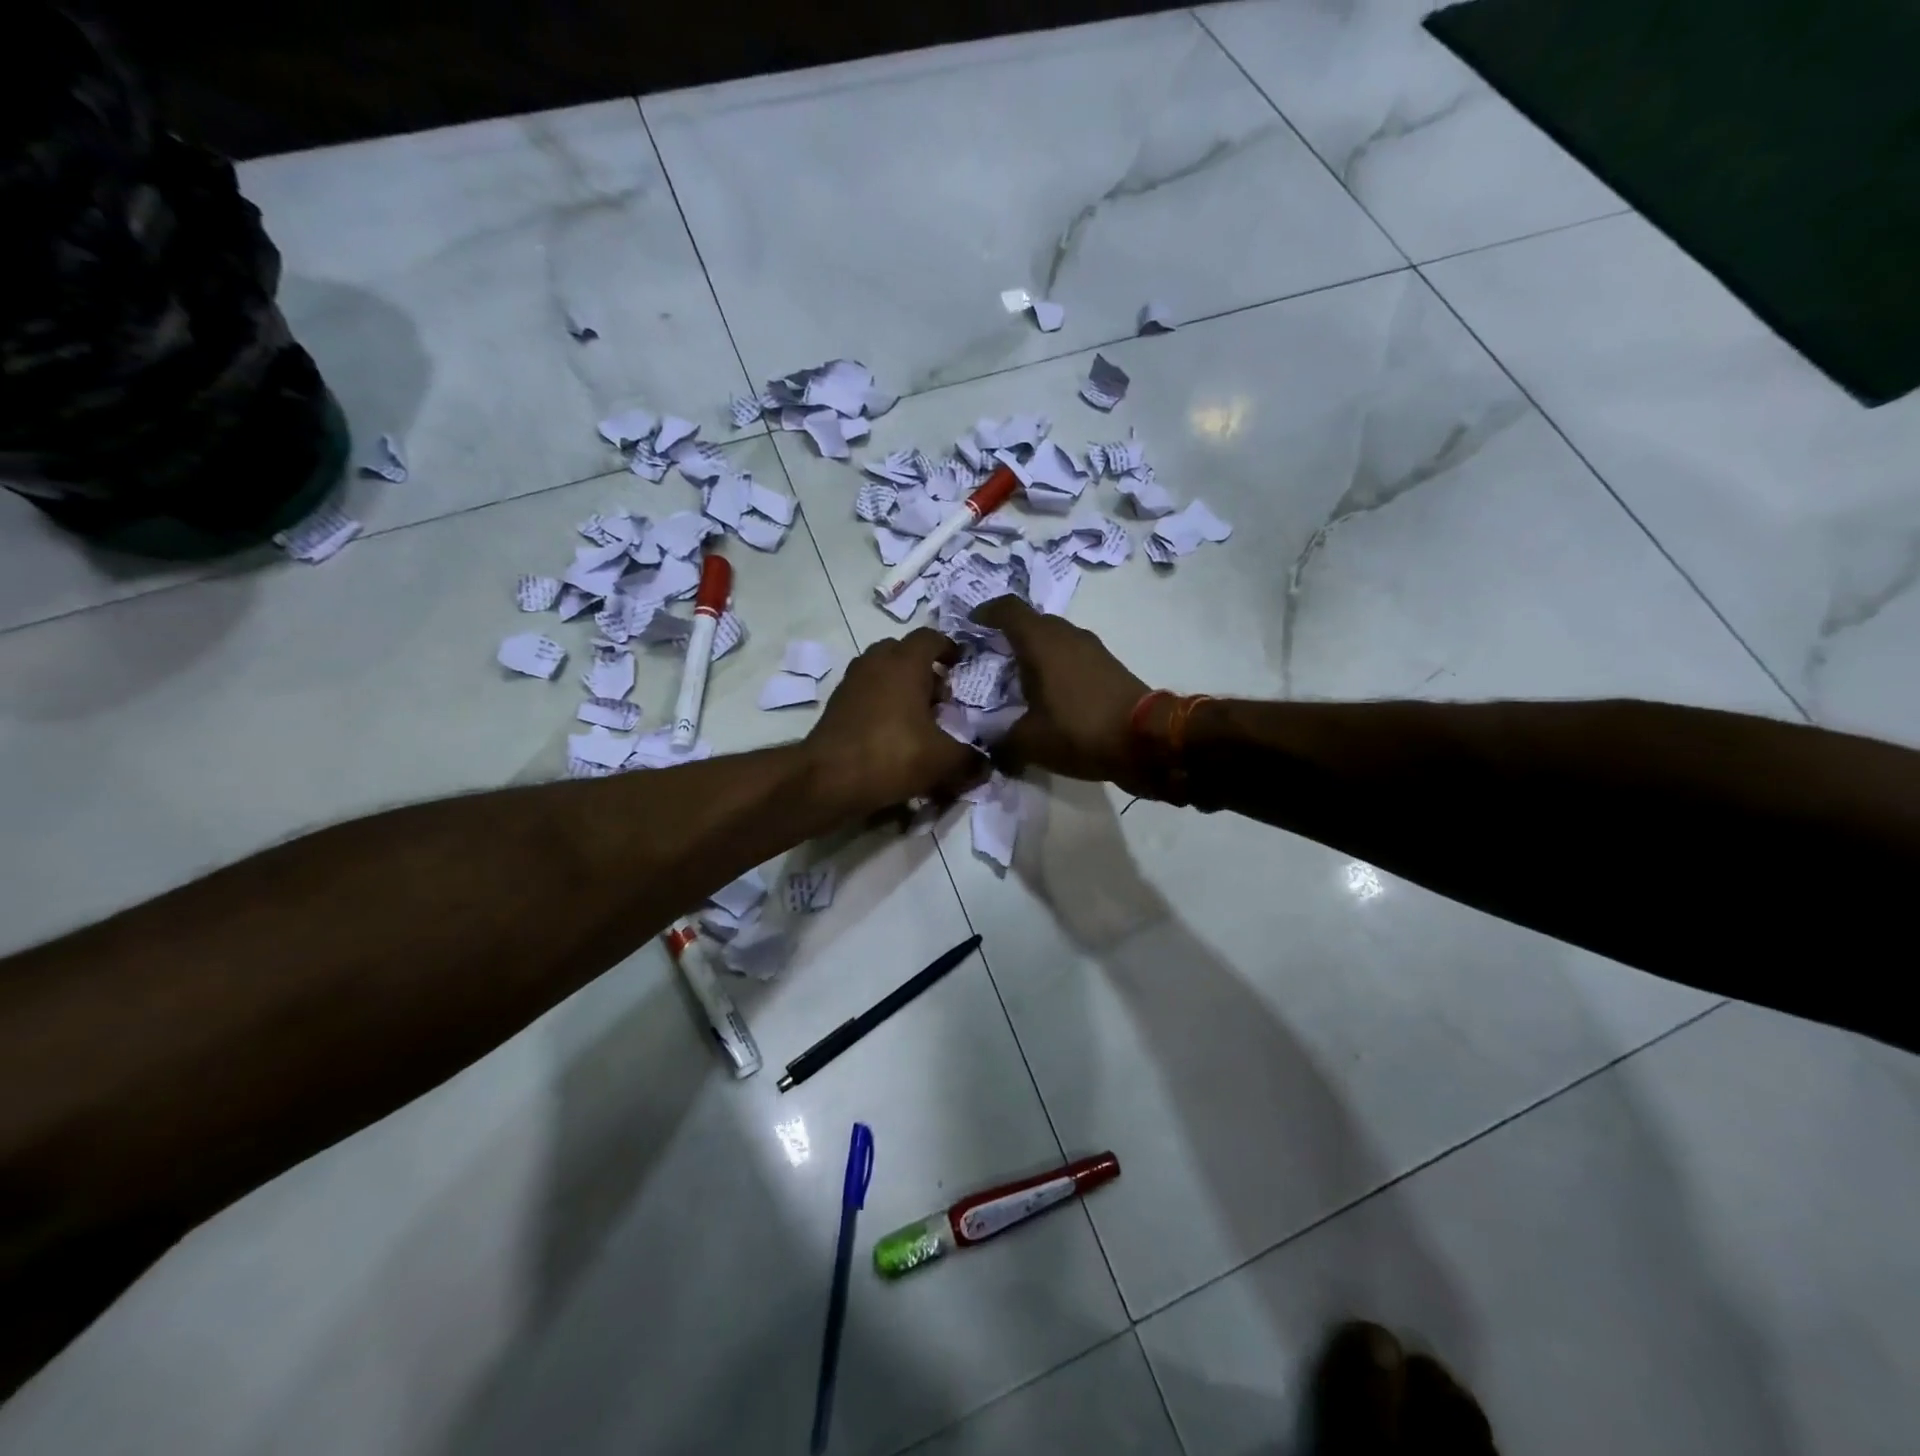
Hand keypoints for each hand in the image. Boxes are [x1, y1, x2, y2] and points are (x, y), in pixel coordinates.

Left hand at [806, 629, 983, 815]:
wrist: (827, 779)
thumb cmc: (892, 755)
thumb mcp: (943, 760)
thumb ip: (970, 759)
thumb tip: (986, 765)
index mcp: (905, 662)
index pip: (931, 638)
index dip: (950, 649)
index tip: (963, 667)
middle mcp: (876, 662)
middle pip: (904, 653)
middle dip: (926, 670)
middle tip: (943, 698)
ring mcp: (852, 682)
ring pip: (883, 673)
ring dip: (902, 688)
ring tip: (920, 718)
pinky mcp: (837, 705)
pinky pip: (867, 694)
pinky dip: (883, 705)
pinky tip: (894, 734)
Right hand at [971, 598, 1152, 790]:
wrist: (1147, 740)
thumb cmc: (1079, 730)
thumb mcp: (1030, 743)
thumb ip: (1001, 742)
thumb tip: (991, 749)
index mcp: (1041, 641)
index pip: (1007, 609)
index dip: (985, 612)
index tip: (970, 625)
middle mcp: (1067, 635)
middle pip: (1031, 623)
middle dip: (1008, 636)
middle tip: (989, 659)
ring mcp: (1092, 649)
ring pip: (1054, 640)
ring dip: (1035, 654)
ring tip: (1016, 681)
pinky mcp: (1109, 667)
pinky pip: (1072, 657)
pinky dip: (1055, 668)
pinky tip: (1048, 696)